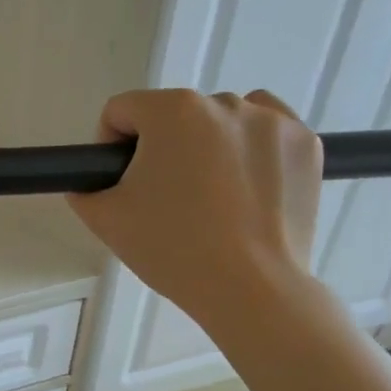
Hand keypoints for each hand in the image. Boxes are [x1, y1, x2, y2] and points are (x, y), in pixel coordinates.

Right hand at [67, 89, 322, 345]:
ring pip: (221, 119)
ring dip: (207, 144)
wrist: (251, 288)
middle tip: (163, 198)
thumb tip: (90, 181)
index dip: (110, 145)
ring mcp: (272, 120)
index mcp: (172, 111)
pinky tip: (244, 184)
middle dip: (162, 148)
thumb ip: (84, 188)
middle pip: (173, 115)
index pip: (121, 110)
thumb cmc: (172, 249)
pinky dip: (251, 147)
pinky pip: (266, 130)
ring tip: (209, 195)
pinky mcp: (306, 144)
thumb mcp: (105, 219)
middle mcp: (224, 102)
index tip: (119, 182)